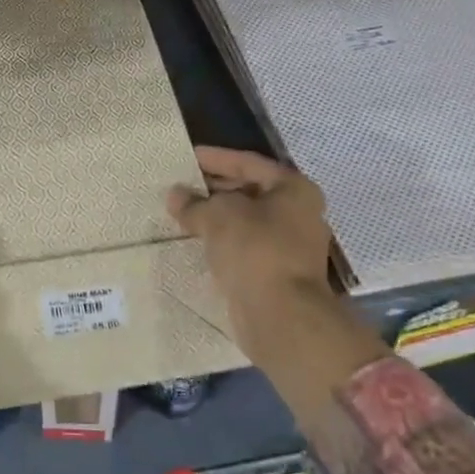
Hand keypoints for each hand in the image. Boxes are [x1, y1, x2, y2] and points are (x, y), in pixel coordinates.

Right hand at [167, 147, 345, 368]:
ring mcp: (291, 246)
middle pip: (249, 191)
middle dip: (214, 189)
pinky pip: (244, 247)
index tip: (187, 157)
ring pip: (246, 222)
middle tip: (180, 186)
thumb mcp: (217, 216)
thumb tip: (176, 195)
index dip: (215, 158)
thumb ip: (194, 203)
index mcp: (294, 189)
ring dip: (216, 217)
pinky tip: (196, 241)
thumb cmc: (255, 250)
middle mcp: (298, 214)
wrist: (281, 316)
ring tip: (182, 213)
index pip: (248, 163)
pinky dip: (222, 241)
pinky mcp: (278, 273)